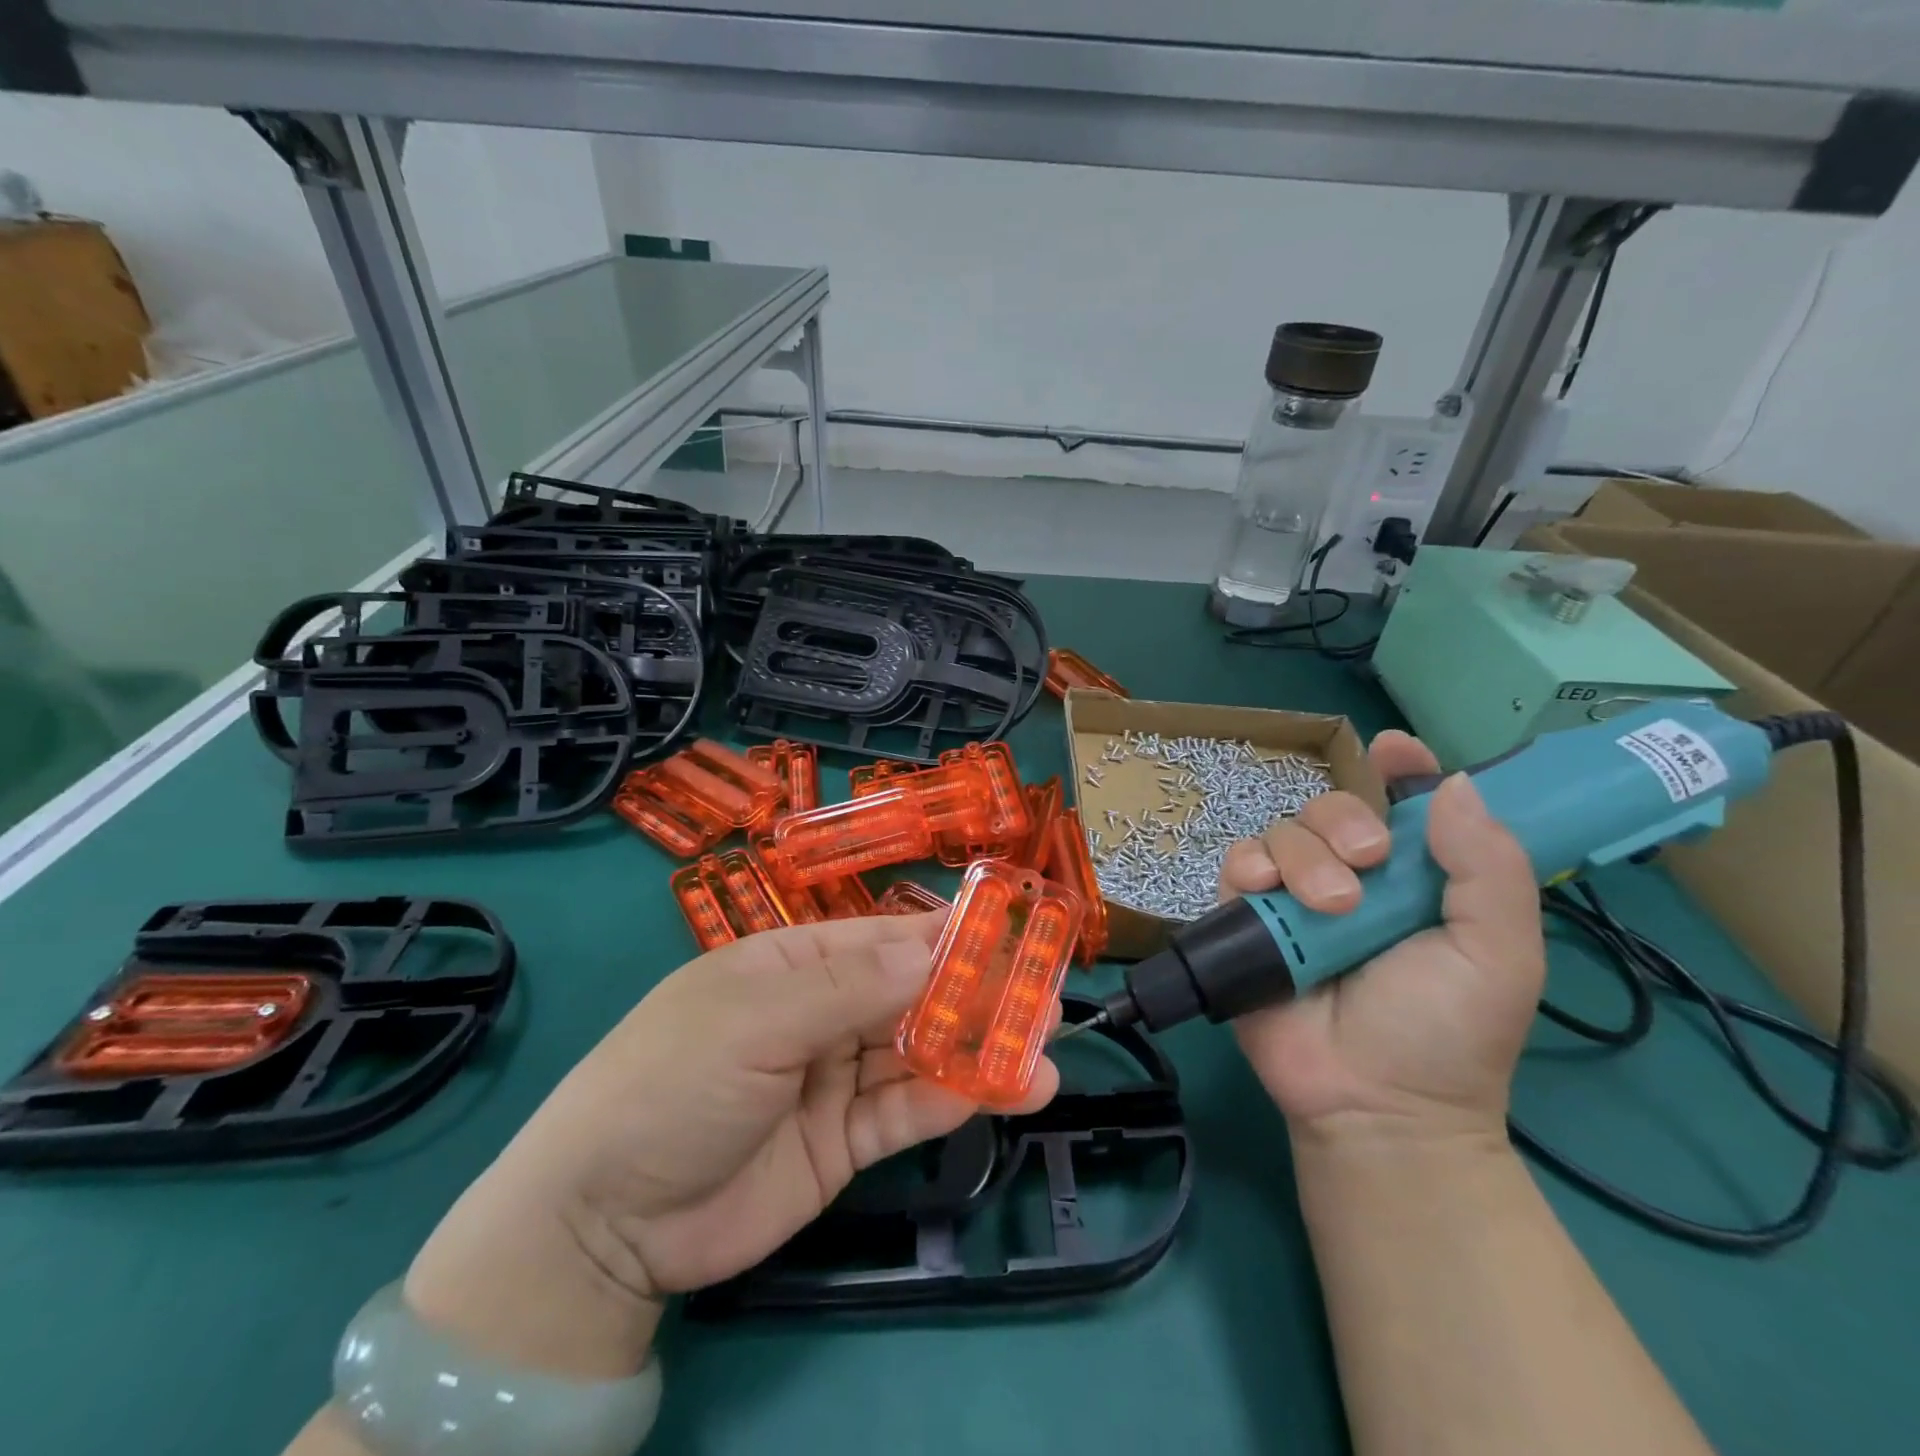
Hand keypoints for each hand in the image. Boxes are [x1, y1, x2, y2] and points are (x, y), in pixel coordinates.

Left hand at [404, 914, 1059, 1375]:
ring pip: (920, 1051)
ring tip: (1047, 1044)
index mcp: (793, 962)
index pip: (883, 938)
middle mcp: (820, 1011)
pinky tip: (1011, 1090)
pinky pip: (909, 1109)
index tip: (1012, 933)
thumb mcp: (756, 1018)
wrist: (603, 1224)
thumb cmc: (672, 1082)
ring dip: (980, 1046)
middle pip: (911, 992)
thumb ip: (851, 986)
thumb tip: (937, 946)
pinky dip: (958, 1098)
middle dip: (976, 991)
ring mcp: (834, 1075)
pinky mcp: (844, 1139)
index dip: (946, 935)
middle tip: (1046, 993)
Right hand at [1220, 730, 1545, 1144]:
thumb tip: (1453, 784)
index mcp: (1416, 878)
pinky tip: (1264, 891)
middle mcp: (1352, 876)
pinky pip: (1237, 864)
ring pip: (1281, 831)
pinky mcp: (1247, 917)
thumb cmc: (1446, 1030)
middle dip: (1343, 822)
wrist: (1372, 1103)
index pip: (1403, 804)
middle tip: (1367, 863)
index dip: (1399, 769)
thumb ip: (1488, 868)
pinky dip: (1248, 866)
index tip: (1392, 749)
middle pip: (1330, 807)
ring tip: (1329, 907)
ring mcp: (1294, 897)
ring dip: (1302, 855)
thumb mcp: (1499, 952)